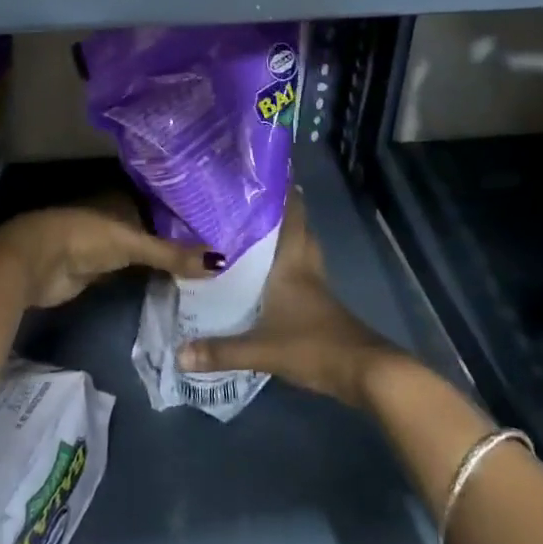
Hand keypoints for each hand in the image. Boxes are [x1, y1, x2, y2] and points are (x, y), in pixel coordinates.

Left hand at [0, 194, 220, 309]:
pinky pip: (134, 272)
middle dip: (181, 238)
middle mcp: (119, 216)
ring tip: (207, 269)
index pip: (165, 202)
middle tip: (220, 250)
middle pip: (156, 227)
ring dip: (166, 259)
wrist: (37, 263)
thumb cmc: (85, 237)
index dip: (189, 212)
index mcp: (125, 198)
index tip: (223, 222)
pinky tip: (176, 284)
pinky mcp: (101, 270)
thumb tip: (221, 262)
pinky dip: (151, 277)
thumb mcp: (132, 243)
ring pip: (145, 250)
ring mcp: (108, 244)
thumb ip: (172, 253)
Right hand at [176, 188, 400, 408]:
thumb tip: (178, 354)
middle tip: (250, 199)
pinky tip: (267, 274)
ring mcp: (316, 286)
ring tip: (254, 230)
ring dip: (284, 236)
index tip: (263, 171)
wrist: (364, 372)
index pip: (291, 215)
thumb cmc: (314, 345)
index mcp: (293, 263)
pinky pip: (301, 271)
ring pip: (301, 248)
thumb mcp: (263, 349)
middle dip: (279, 211)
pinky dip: (286, 263)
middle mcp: (306, 267)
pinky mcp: (320, 305)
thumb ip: (221, 350)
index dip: (282, 191)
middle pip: (298, 228)